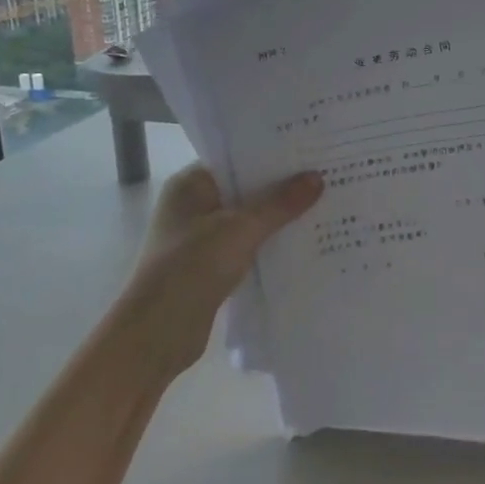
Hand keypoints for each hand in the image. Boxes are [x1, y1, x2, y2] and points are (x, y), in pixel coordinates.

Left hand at [119, 164, 323, 377]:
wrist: (157, 333)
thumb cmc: (191, 267)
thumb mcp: (240, 229)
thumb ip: (279, 204)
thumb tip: (317, 177)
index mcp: (191, 185)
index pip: (236, 158)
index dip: (271, 155)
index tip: (309, 150)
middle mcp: (194, 206)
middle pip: (244, 189)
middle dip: (281, 187)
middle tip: (327, 175)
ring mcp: (201, 237)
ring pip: (248, 219)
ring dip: (279, 218)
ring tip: (325, 205)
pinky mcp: (211, 266)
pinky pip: (247, 246)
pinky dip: (270, 245)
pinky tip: (304, 243)